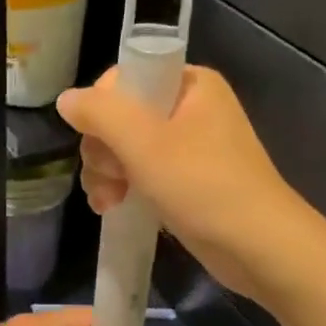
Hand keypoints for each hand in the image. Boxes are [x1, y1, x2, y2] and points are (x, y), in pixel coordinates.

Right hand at [57, 66, 307, 302]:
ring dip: (107, 173)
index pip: (124, 78)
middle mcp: (190, 107)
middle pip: (120, 115)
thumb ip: (100, 114)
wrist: (259, 247)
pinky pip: (140, 171)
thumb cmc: (203, 186)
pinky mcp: (186, 179)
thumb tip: (66, 99)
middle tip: (110, 179)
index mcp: (189, 83)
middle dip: (103, 149)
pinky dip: (124, 186)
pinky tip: (113, 207)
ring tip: (109, 201)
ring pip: (124, 147)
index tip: (99, 141)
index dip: (102, 109)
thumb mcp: (144, 144)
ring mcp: (188, 146)